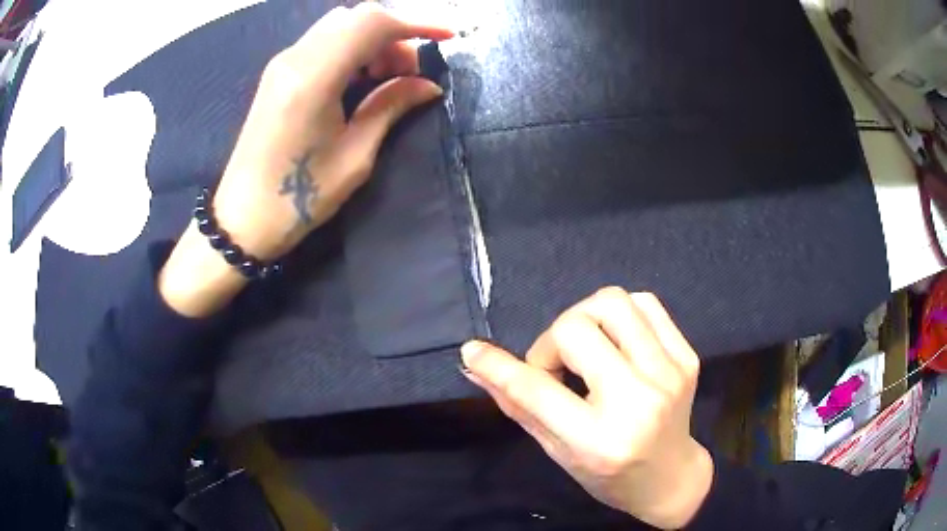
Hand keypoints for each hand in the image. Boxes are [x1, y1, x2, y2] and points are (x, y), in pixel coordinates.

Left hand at [159, 4, 452, 316]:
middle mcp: (295, 58)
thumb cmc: (299, 197)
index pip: (371, 23)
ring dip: (372, 40)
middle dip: (394, 34)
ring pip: (339, 25)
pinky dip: (351, 48)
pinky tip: (358, 79)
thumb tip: (429, 85)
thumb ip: (391, 107)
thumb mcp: (355, 156)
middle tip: (408, 73)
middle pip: (356, 17)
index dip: (415, 23)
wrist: (244, 217)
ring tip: (385, 78)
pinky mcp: (277, 73)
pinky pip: (322, 41)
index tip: (446, 39)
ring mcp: (282, 63)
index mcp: (314, 77)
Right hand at [461, 288, 713, 529]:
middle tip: (556, 368)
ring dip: (585, 319)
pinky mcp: (687, 357)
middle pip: (576, 328)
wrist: (670, 476)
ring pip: (613, 303)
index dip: (499, 366)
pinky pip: (646, 303)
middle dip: (552, 343)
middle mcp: (638, 401)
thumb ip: (518, 404)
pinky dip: (620, 314)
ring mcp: (669, 374)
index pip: (537, 390)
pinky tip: (617, 341)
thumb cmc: (608, 474)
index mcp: (599, 439)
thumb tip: (475, 363)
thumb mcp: (557, 450)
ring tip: (587, 348)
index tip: (475, 350)